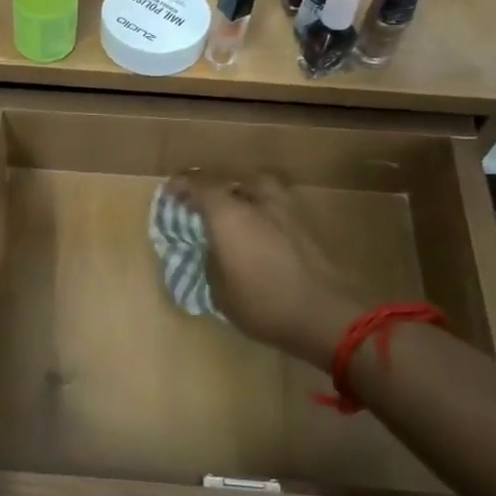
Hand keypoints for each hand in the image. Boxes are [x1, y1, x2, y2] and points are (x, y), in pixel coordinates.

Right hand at [167, 174, 361, 365]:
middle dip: (217, 190)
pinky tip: (261, 237)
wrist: (324, 314)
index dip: (182, 186)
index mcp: (228, 213)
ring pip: (261, 190)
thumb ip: (211, 260)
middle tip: (207, 207)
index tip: (170, 193)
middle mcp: (257, 202)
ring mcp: (287, 211)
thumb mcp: (219, 289)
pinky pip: (278, 209)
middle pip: (233, 181)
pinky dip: (265, 215)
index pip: (199, 185)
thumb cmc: (262, 303)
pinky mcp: (307, 227)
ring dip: (246, 198)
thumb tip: (213, 249)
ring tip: (237, 218)